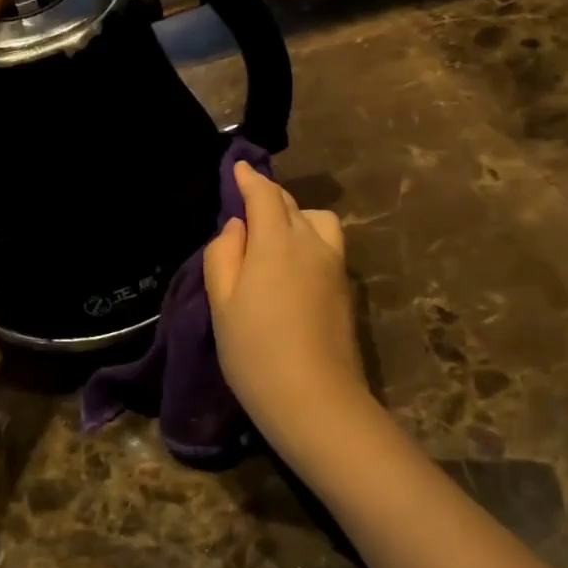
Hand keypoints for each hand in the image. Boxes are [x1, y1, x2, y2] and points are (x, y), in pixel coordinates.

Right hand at [204, 161, 375, 466]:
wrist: (316, 399)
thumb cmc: (255, 351)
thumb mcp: (222, 303)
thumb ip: (224, 255)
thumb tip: (237, 227)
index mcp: (276, 241)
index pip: (264, 194)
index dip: (249, 179)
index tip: (239, 168)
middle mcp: (311, 243)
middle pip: (291, 204)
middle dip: (269, 196)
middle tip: (247, 205)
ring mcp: (334, 265)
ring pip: (317, 220)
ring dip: (295, 216)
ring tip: (275, 237)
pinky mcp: (345, 287)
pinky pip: (327, 243)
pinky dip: (309, 237)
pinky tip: (294, 262)